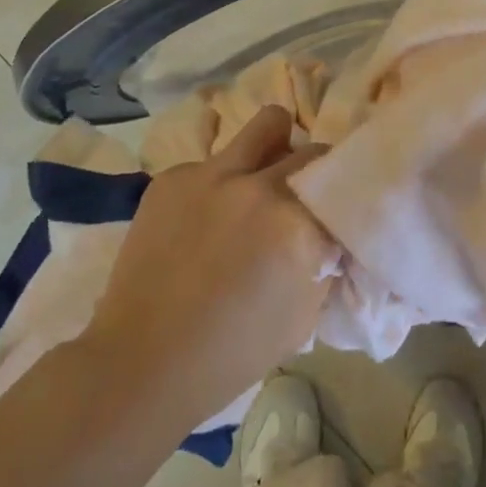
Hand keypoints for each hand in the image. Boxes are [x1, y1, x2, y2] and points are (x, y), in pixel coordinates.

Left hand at [80, 105, 336, 426]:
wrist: (143, 362)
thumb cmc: (233, 352)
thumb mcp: (304, 315)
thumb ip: (325, 261)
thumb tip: (332, 233)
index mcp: (296, 222)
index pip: (340, 180)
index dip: (342, 194)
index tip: (336, 208)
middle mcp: (258, 185)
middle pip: (310, 151)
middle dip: (314, 172)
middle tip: (302, 198)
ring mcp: (211, 173)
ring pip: (267, 124)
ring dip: (276, 147)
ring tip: (262, 177)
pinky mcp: (173, 176)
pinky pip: (214, 161)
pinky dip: (221, 181)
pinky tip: (203, 219)